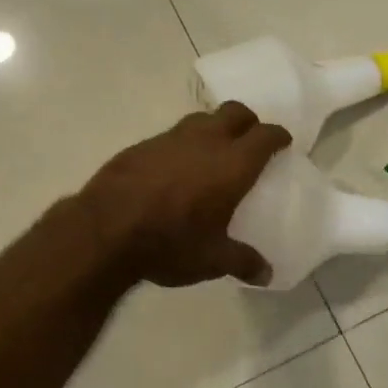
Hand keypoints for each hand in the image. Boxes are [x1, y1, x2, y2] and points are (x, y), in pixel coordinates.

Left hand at [80, 103, 290, 287]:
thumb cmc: (170, 243)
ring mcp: (170, 139)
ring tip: (214, 152)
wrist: (104, 231)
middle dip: (248, 122)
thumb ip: (243, 262)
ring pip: (201, 119)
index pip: (265, 136)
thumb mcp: (212, 260)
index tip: (283, 142)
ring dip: (214, 128)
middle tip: (251, 140)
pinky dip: (183, 145)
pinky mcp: (141, 146)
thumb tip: (267, 274)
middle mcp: (205, 142)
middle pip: (235, 113)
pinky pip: (171, 136)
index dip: (278, 136)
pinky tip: (176, 169)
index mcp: (233, 165)